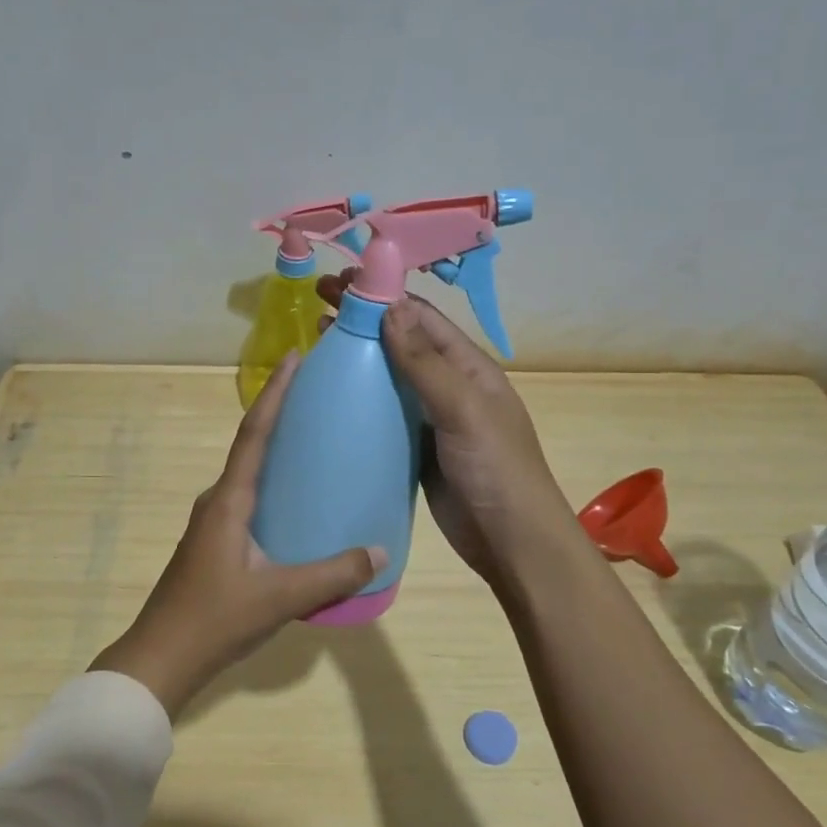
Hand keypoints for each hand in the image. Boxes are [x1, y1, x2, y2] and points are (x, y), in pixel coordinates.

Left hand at [90, 351, 384, 716]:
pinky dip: (274, 487)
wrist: (161, 658)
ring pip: (250, 476)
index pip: (254, 434)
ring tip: (316, 444)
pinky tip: (299, 504)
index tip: (293, 358)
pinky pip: (250, 501)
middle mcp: (218, 502)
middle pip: (251, 446)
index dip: (275, 394)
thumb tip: (380, 552)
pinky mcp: (216, 544)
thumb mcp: (281, 597)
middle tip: (319, 397)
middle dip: (280, 415)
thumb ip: (332, 574)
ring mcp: (213, 524)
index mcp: (229, 501)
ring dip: (277, 453)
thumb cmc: (215, 619)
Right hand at [318, 271, 571, 582]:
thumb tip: (390, 307)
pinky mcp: (416, 449)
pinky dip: (359, 401)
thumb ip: (426, 362)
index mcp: (468, 366)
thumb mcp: (463, 409)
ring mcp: (432, 419)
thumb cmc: (495, 469)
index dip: (380, 295)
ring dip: (357, 358)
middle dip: (363, 320)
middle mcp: (449, 385)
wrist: (511, 543)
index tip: (337, 283)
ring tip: (315, 344)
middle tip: (316, 307)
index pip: (420, 317)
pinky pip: (384, 416)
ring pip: (389, 379)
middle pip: (401, 343)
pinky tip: (330, 398)